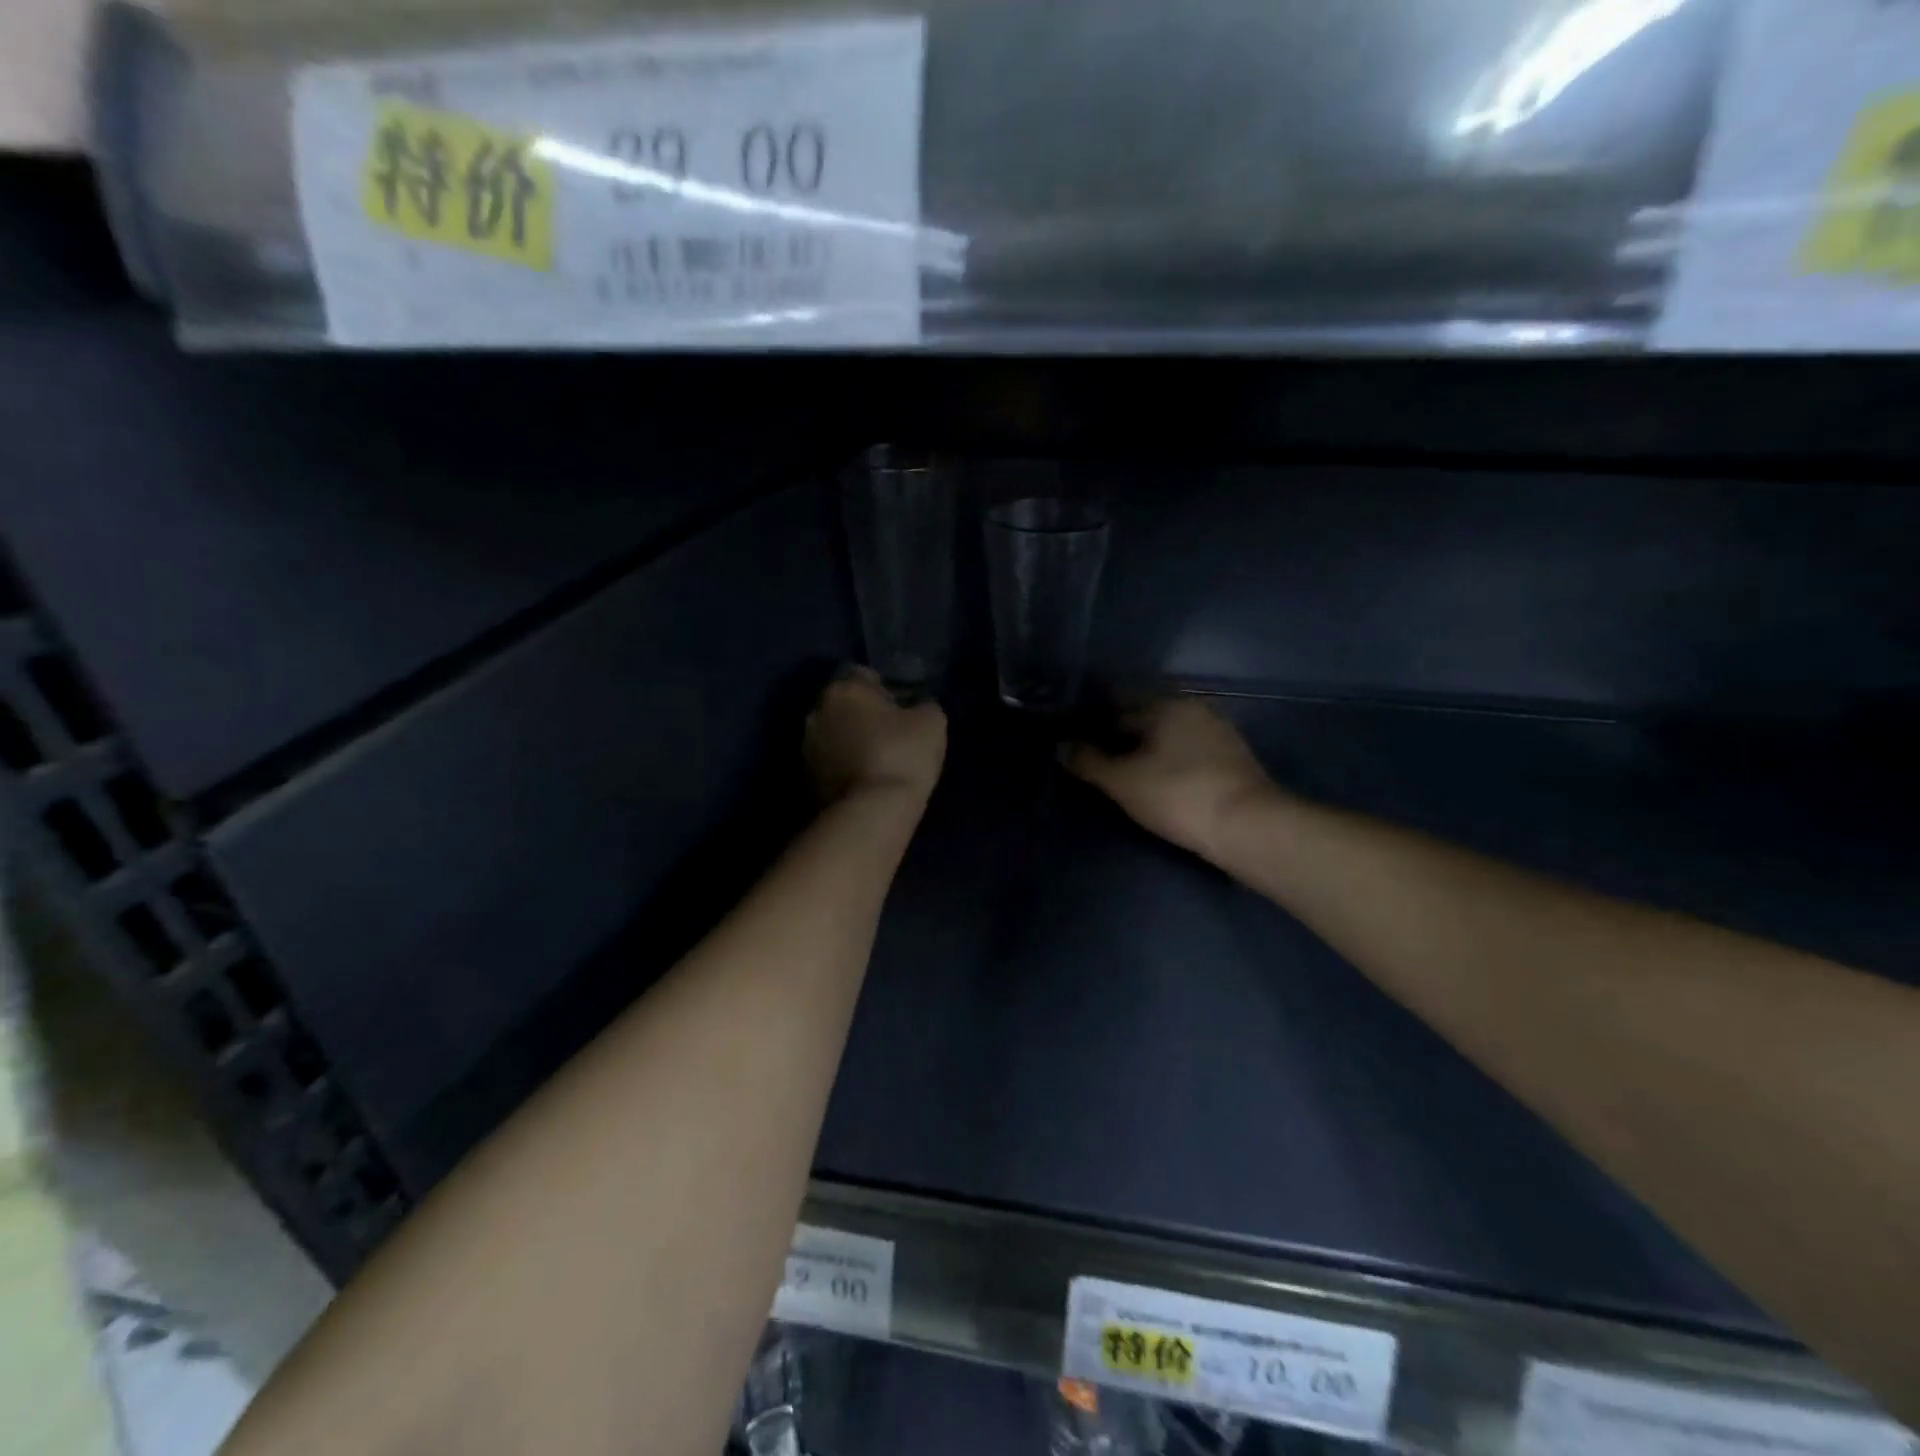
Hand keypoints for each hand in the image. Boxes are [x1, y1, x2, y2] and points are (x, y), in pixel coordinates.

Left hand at [806, 667, 946, 807]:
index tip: (901, 707)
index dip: (885, 688)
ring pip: (833, 734)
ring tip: (876, 760)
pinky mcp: (804, 778)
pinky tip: (863, 780)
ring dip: (849, 741)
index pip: (864, 674)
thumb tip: (918, 706)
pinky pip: (828, 762)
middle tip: (890, 733)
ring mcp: (805, 746)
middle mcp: (817, 710)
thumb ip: (924, 705)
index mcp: (845, 688)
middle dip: (862, 714)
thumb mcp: (932, 722)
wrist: (870, 813)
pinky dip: (842, 766)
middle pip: (844, 704)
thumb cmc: (902, 756)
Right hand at [1065, 697, 1279, 858]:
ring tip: (1125, 776)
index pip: (1118, 707)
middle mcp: (1194, 709)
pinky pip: (1189, 753)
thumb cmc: (1178, 795)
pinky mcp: (1234, 760)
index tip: (1077, 744)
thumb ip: (1089, 762)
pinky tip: (1160, 784)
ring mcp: (1219, 733)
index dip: (1094, 725)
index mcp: (1166, 704)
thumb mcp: (1123, 782)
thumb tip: (1061, 746)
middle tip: (1097, 763)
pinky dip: (1170, 763)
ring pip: (1170, 737)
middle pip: (1146, 720)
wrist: (1249, 827)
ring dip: (1147, 751)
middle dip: (1122, 738)